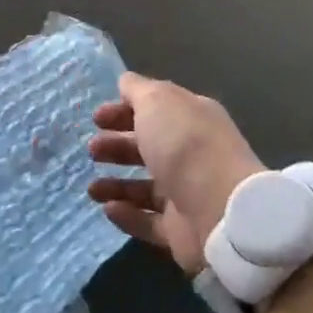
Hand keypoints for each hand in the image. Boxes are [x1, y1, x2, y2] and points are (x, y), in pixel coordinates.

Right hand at [88, 73, 264, 275]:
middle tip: (92, 150)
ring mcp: (187, 194)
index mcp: (191, 119)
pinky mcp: (180, 230)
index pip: (156, 110)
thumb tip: (126, 81)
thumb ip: (138, 91)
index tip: (96, 118)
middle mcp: (191, 154)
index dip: (124, 111)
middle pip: (149, 147)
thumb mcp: (158, 102)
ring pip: (145, 187)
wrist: (219, 209)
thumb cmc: (185, 145)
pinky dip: (128, 215)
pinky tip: (108, 209)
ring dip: (116, 184)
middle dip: (117, 146)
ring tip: (92, 188)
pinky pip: (148, 221)